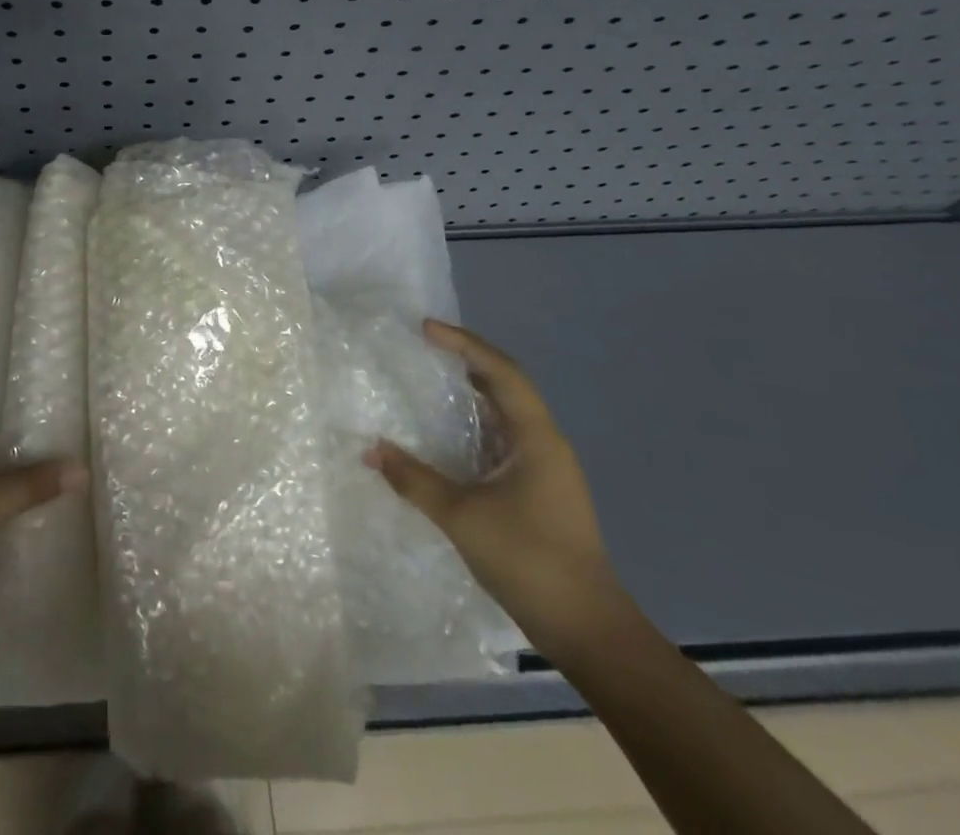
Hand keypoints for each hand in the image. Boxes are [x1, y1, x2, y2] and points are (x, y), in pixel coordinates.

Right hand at [366, 319, 625, 657]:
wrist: (588, 630)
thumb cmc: (529, 561)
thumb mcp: (462, 517)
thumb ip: (414, 480)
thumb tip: (371, 449)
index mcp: (536, 439)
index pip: (501, 372)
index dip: (464, 344)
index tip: (425, 329)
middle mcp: (545, 444)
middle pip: (507, 385)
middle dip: (467, 359)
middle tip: (425, 345)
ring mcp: (546, 468)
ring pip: (506, 412)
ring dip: (472, 390)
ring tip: (432, 377)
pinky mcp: (540, 490)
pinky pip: (503, 437)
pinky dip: (475, 422)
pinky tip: (449, 433)